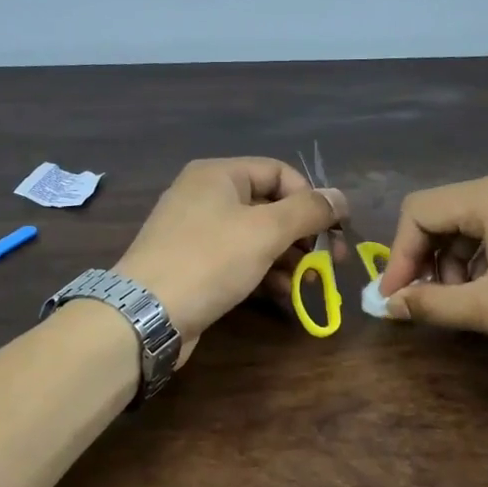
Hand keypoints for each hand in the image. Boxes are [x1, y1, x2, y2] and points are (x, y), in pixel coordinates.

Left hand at [116, 158, 345, 362]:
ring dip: (289, 258)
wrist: (146, 314)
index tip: (337, 229)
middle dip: (303, 234)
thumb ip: (308, 211)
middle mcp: (206, 196)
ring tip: (311, 282)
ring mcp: (197, 233)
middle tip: (331, 261)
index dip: (312, 197)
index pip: (279, 172)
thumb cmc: (209, 260)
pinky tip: (284, 294)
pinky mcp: (195, 266)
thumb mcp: (266, 231)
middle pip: (269, 206)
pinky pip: (239, 260)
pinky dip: (264, 273)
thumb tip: (341, 197)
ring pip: (256, 237)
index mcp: (219, 174)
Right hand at [376, 164, 487, 380]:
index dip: (398, 256)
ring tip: (468, 299)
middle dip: (429, 258)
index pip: (420, 211)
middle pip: (447, 211)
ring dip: (458, 258)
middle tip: (432, 302)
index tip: (395, 299)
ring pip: (476, 217)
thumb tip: (387, 307)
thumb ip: (431, 303)